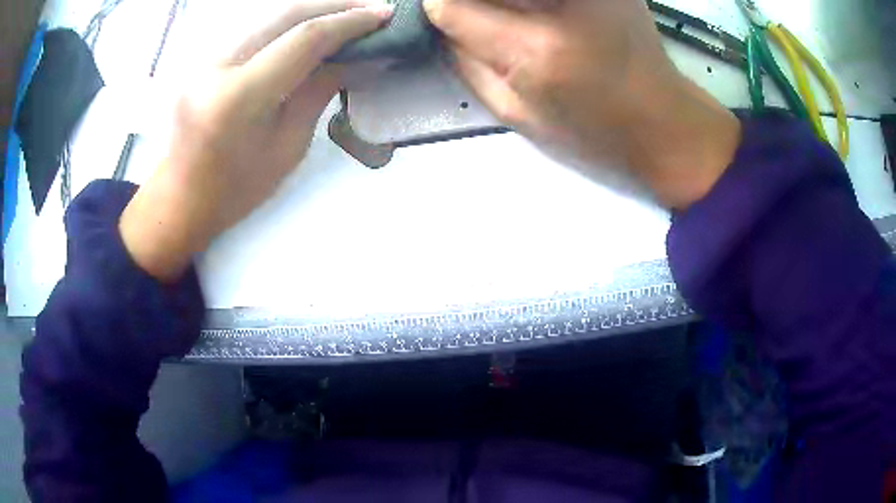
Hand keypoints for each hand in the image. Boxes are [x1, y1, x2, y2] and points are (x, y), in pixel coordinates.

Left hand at [120, 0, 392, 280]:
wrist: (180, 200)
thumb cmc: (235, 190)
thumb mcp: (288, 147)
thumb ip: (320, 92)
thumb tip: (360, 57)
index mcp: (238, 98)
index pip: (303, 39)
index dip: (349, 22)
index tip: (384, 15)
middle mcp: (216, 66)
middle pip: (285, 14)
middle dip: (334, 5)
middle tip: (371, 8)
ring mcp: (204, 58)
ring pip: (268, 16)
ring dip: (312, 10)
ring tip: (347, 15)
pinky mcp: (203, 58)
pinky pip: (254, 29)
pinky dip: (287, 23)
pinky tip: (310, 27)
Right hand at [424, 0, 741, 208]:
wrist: (665, 124)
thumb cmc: (593, 133)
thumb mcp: (517, 113)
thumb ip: (466, 62)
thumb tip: (440, 21)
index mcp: (535, 50)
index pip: (449, 5)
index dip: (439, 8)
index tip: (446, 17)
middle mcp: (564, 4)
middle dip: (469, 3)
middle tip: (486, 22)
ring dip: (503, 4)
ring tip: (517, 22)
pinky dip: (536, 4)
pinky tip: (544, 16)